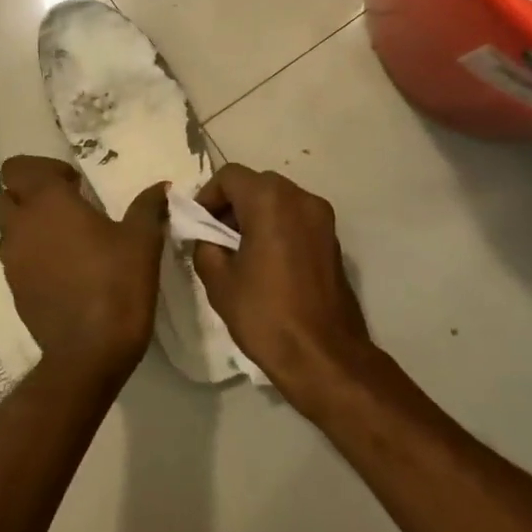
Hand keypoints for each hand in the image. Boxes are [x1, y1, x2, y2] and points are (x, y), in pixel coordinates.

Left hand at [0, 156, 168, 378]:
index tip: (76, 185)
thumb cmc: (117, 284)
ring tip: (66, 239)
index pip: (20, 167)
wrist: (89, 351)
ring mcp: (12, 259)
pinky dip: (31, 253)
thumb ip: (148, 207)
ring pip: (8, 227)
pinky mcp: (14, 288)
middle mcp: (21, 225)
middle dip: (31, 194)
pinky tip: (63, 269)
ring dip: (29, 224)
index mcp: (48, 203)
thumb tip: (161, 187)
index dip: (44, 169)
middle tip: (67, 207)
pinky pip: (15, 258)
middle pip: (7, 194)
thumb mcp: (142, 241)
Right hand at [192, 165, 377, 410]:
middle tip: (215, 237)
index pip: (229, 176)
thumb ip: (205, 245)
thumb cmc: (265, 314)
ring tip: (239, 252)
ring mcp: (322, 218)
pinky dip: (277, 227)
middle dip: (232, 204)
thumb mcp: (219, 280)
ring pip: (279, 200)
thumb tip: (207, 236)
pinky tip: (266, 262)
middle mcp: (301, 198)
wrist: (323, 355)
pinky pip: (296, 219)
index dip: (207, 196)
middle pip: (256, 184)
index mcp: (270, 200)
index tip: (199, 225)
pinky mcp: (333, 239)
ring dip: (255, 215)